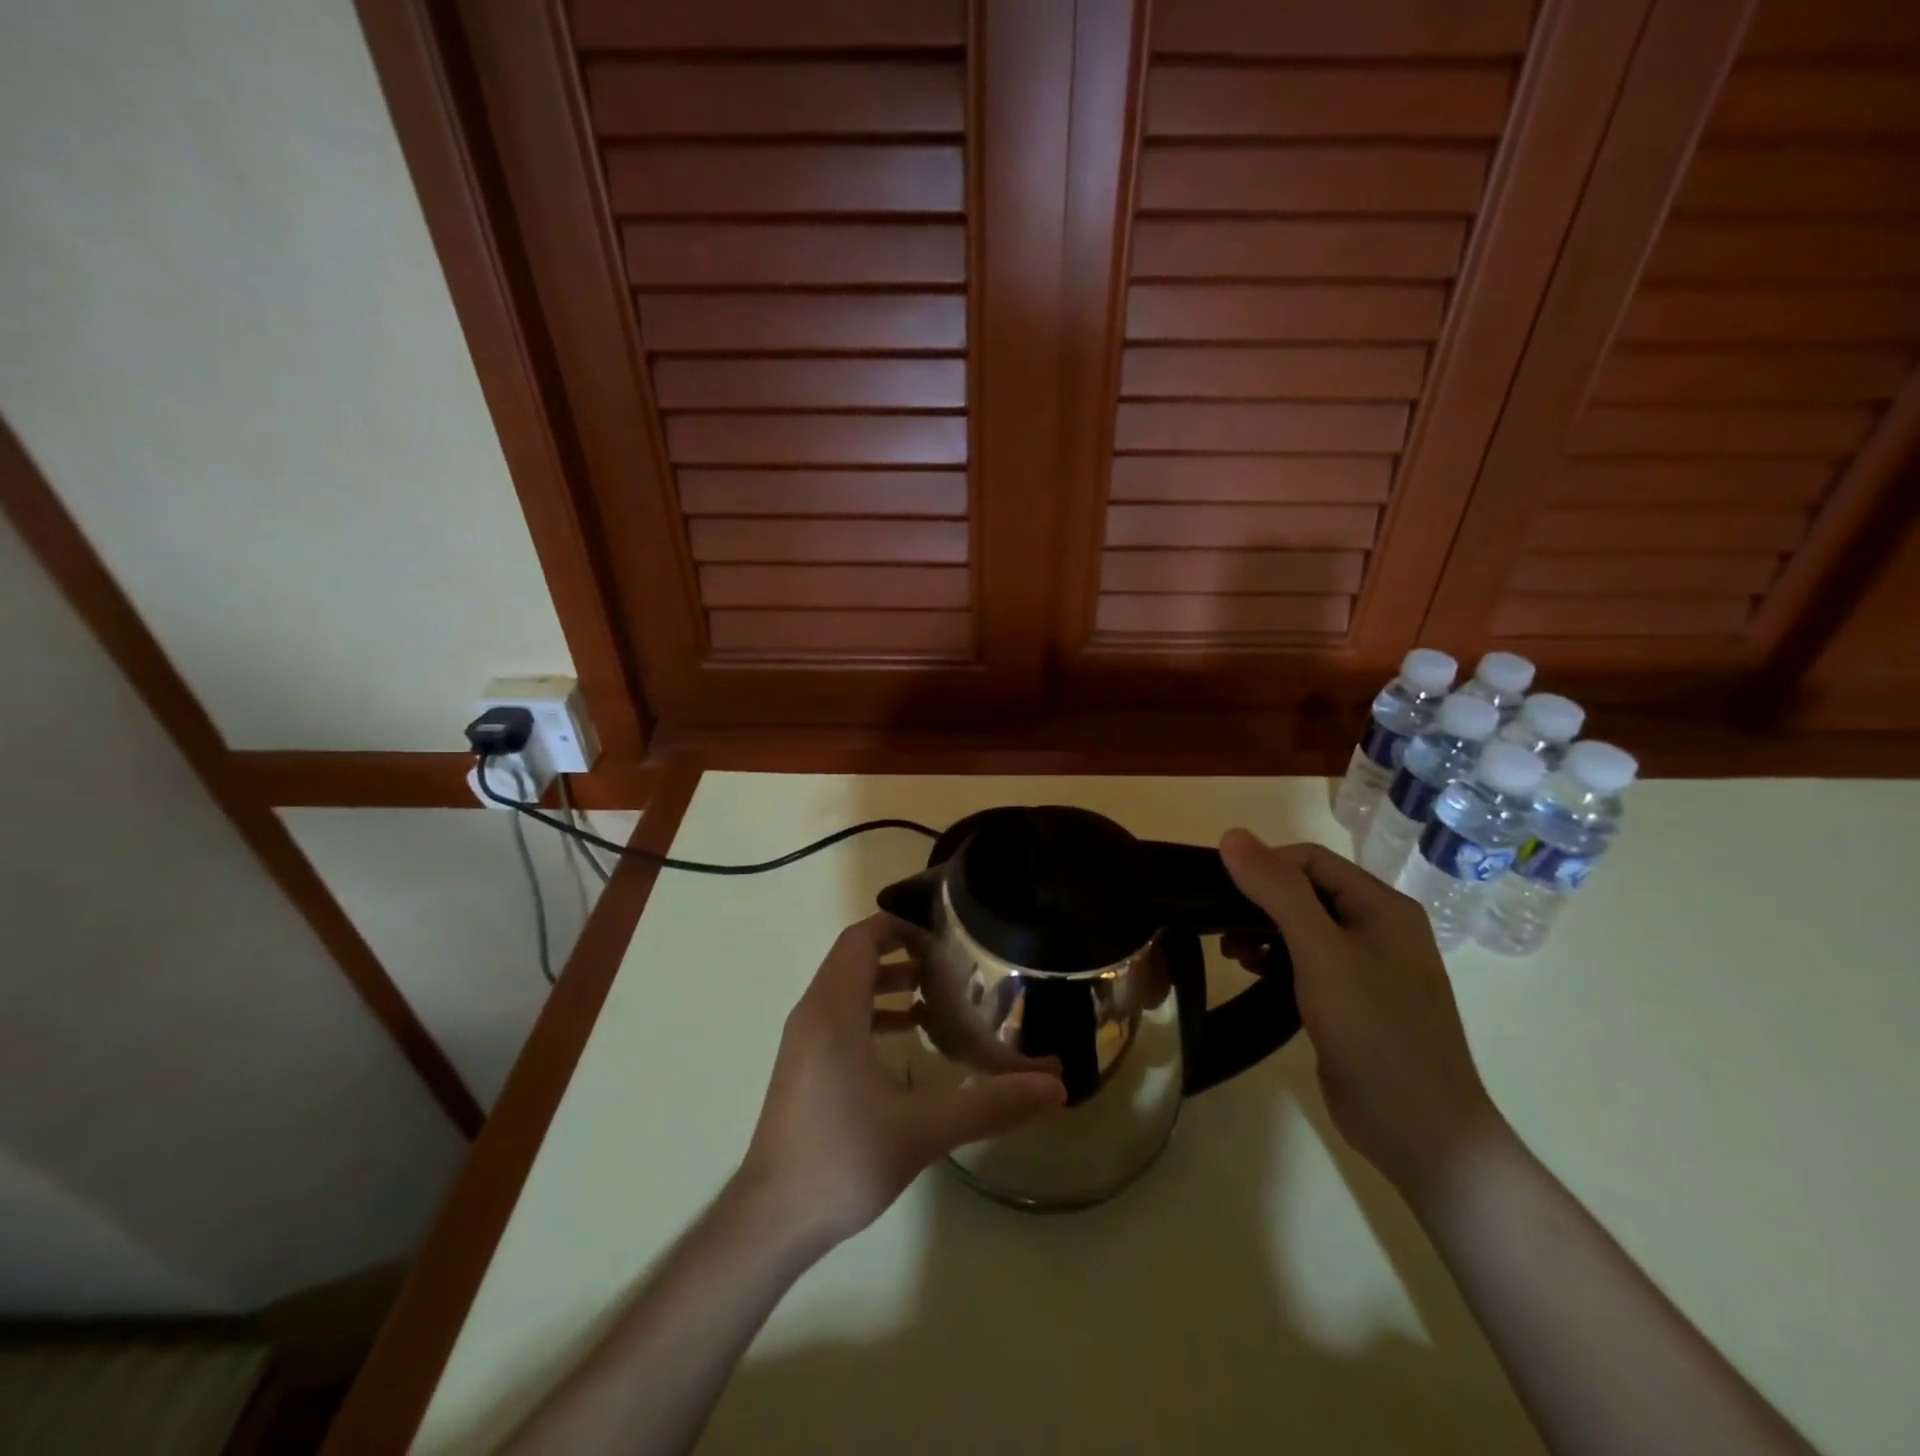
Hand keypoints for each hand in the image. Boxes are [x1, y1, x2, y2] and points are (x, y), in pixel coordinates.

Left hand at [737, 914, 1065, 1251]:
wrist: (772, 1218)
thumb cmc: (843, 1160)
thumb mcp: (924, 1129)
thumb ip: (991, 1103)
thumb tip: (1055, 1088)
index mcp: (834, 1010)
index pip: (861, 938)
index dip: (900, 928)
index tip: (943, 942)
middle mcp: (813, 1013)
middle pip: (854, 958)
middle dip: (902, 954)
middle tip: (950, 970)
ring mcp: (803, 1040)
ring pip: (846, 987)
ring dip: (888, 983)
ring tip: (937, 1000)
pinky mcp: (803, 1065)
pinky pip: (839, 1015)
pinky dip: (873, 1012)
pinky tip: (909, 1040)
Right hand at [1219, 831, 1505, 1197]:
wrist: (1421, 1131)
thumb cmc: (1374, 1031)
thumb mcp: (1321, 953)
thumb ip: (1278, 892)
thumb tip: (1232, 836)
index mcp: (1383, 907)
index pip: (1310, 860)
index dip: (1264, 866)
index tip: (1220, 890)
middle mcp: (1379, 928)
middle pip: (1306, 891)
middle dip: (1259, 900)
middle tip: (1218, 922)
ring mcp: (1368, 967)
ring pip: (1303, 926)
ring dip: (1262, 930)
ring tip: (1230, 952)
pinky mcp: (1353, 1000)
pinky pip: (1307, 961)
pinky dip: (1276, 959)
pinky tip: (1252, 972)